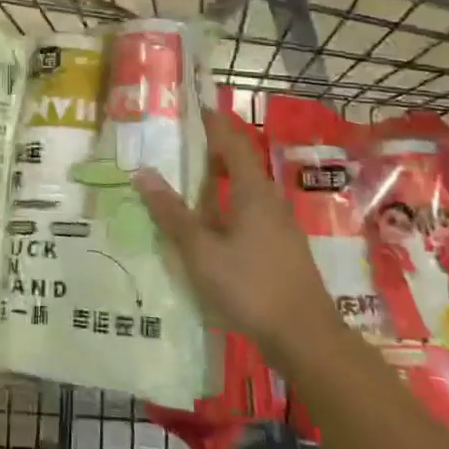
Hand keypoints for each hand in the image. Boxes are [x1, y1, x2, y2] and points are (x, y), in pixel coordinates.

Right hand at [133, 109, 333, 358]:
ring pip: (244, 194)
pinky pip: (249, 217)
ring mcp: (279, 228)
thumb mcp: (201, 250)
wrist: (306, 339)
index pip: (232, 142)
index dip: (212, 123)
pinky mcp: (281, 251)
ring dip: (216, 186)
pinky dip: (225, 211)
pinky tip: (207, 232)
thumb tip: (143, 172)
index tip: (191, 109)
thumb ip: (172, 213)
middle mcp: (269, 201)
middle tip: (176, 149)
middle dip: (209, 154)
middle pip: (239, 165)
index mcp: (253, 191)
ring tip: (184, 188)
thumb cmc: (251, 286)